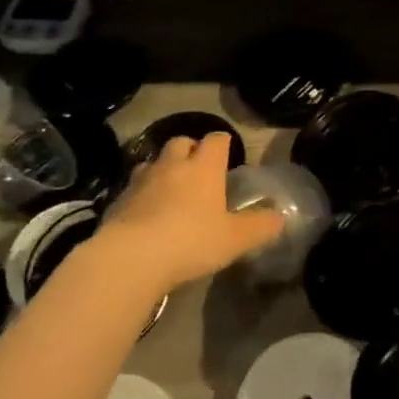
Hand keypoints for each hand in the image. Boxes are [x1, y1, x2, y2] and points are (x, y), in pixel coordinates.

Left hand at [83, 134, 283, 295]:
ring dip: (163, 170)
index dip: (223, 143)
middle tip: (199, 169)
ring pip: (154, 162)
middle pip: (181, 142)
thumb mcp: (235, 239)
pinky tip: (147, 214)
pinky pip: (133, 188)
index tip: (228, 152)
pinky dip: (142, 194)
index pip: (216, 140)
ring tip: (171, 190)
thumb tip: (280, 218)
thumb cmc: (191, 241)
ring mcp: (141, 180)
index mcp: (204, 168)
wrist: (131, 258)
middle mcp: (172, 165)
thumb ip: (260, 226)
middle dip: (190, 149)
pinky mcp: (118, 200)